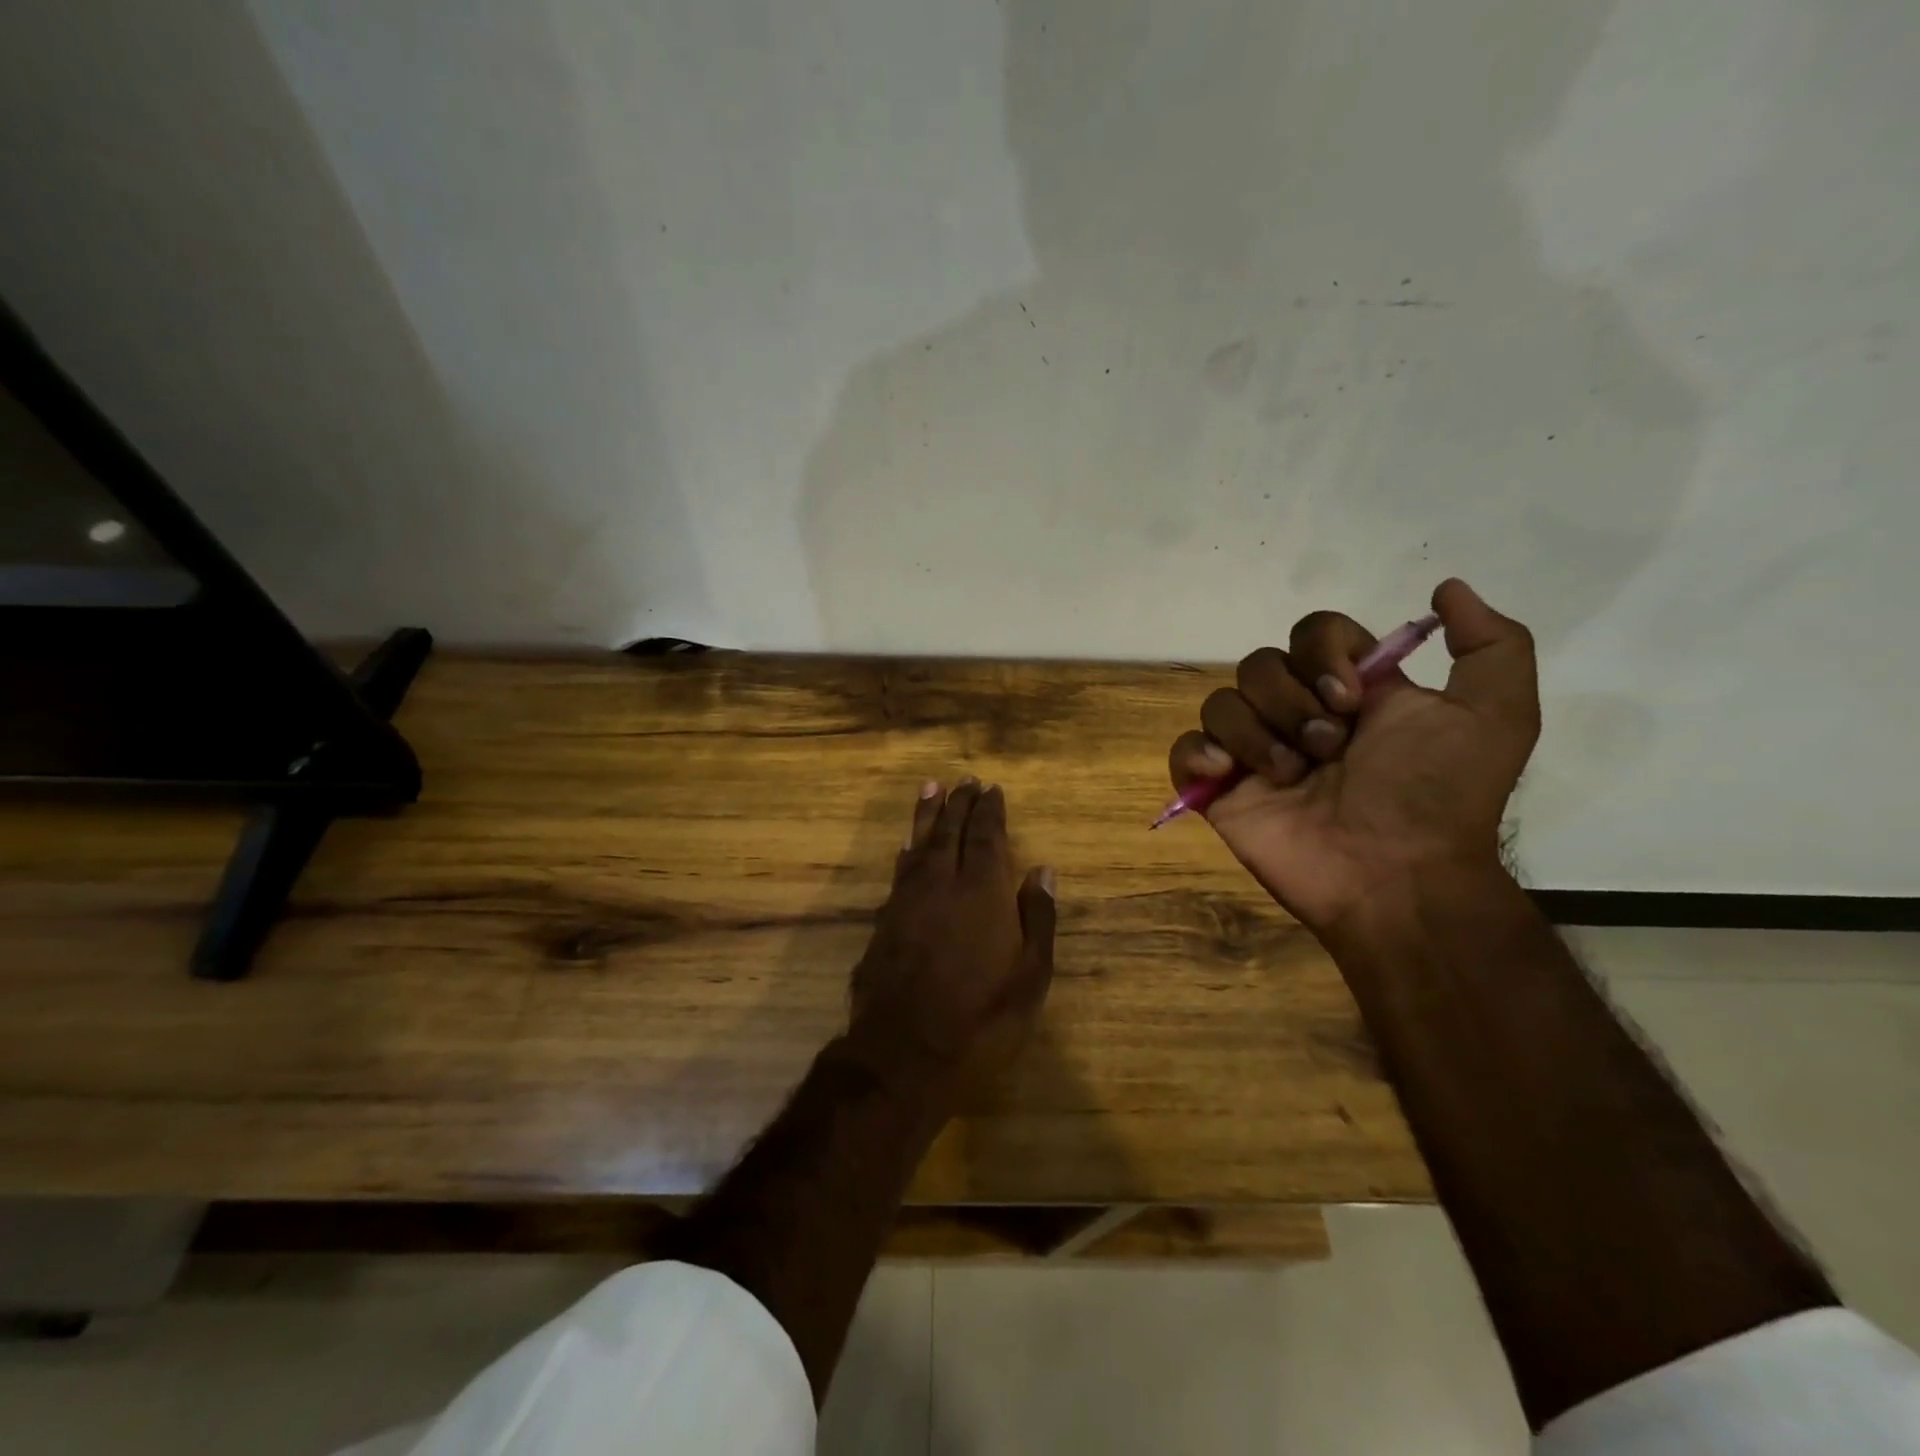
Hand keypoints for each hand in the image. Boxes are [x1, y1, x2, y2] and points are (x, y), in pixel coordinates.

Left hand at [845, 778, 1056, 1103]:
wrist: (905, 1055)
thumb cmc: (981, 1020)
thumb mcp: (1030, 977)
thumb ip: (1038, 919)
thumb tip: (1043, 870)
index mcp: (982, 892)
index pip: (986, 837)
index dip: (989, 811)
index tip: (992, 789)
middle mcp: (941, 884)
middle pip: (949, 831)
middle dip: (958, 803)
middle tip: (964, 780)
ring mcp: (907, 901)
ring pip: (918, 844)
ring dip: (927, 815)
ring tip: (931, 789)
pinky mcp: (883, 922)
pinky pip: (898, 872)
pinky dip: (906, 852)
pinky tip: (907, 845)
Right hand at [1168, 579, 1538, 937]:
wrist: (1396, 877)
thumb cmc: (1438, 796)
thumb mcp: (1496, 715)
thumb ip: (1490, 644)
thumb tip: (1445, 588)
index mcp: (1349, 691)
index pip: (1312, 632)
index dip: (1323, 653)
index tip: (1351, 699)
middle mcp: (1296, 714)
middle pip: (1258, 663)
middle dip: (1290, 703)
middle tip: (1328, 749)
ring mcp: (1254, 753)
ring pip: (1220, 702)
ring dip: (1256, 736)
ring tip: (1291, 778)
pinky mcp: (1220, 790)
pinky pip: (1184, 749)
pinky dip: (1198, 755)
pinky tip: (1227, 774)